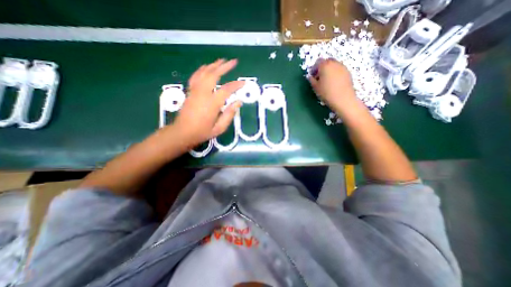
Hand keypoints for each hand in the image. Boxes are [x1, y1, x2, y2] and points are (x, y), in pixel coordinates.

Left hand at [171, 59, 243, 148]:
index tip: (243, 83)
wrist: (182, 132)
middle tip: (233, 61)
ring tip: (221, 60)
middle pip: (214, 75)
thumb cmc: (202, 132)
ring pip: (204, 73)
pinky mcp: (190, 91)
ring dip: (213, 65)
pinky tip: (206, 67)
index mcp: (212, 103)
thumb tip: (238, 102)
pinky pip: (196, 77)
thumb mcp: (219, 128)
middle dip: (224, 67)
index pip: (226, 90)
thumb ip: (229, 114)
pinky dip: (202, 70)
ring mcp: (195, 91)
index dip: (236, 85)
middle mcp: (203, 93)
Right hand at [309, 59, 355, 111]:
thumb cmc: (326, 93)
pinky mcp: (348, 72)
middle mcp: (334, 63)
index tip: (313, 76)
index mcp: (325, 65)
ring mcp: (342, 67)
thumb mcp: (315, 87)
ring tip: (327, 81)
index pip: (318, 62)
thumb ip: (311, 80)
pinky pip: (339, 69)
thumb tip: (310, 77)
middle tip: (319, 77)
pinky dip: (335, 73)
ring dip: (329, 70)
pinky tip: (334, 83)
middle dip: (322, 68)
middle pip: (327, 61)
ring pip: (334, 65)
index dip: (314, 68)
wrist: (343, 99)